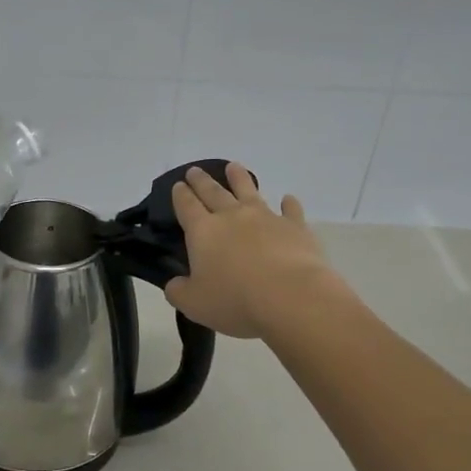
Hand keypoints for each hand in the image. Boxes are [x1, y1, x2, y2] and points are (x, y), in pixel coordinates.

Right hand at [163, 163, 340, 339]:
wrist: (290, 296)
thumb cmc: (235, 300)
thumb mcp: (194, 304)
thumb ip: (178, 291)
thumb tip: (175, 283)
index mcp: (203, 232)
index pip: (187, 206)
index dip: (180, 195)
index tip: (178, 185)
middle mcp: (232, 217)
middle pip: (213, 192)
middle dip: (202, 181)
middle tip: (195, 170)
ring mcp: (266, 218)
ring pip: (249, 190)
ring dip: (239, 178)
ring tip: (234, 166)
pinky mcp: (295, 227)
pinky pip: (290, 210)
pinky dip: (288, 203)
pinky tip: (288, 198)